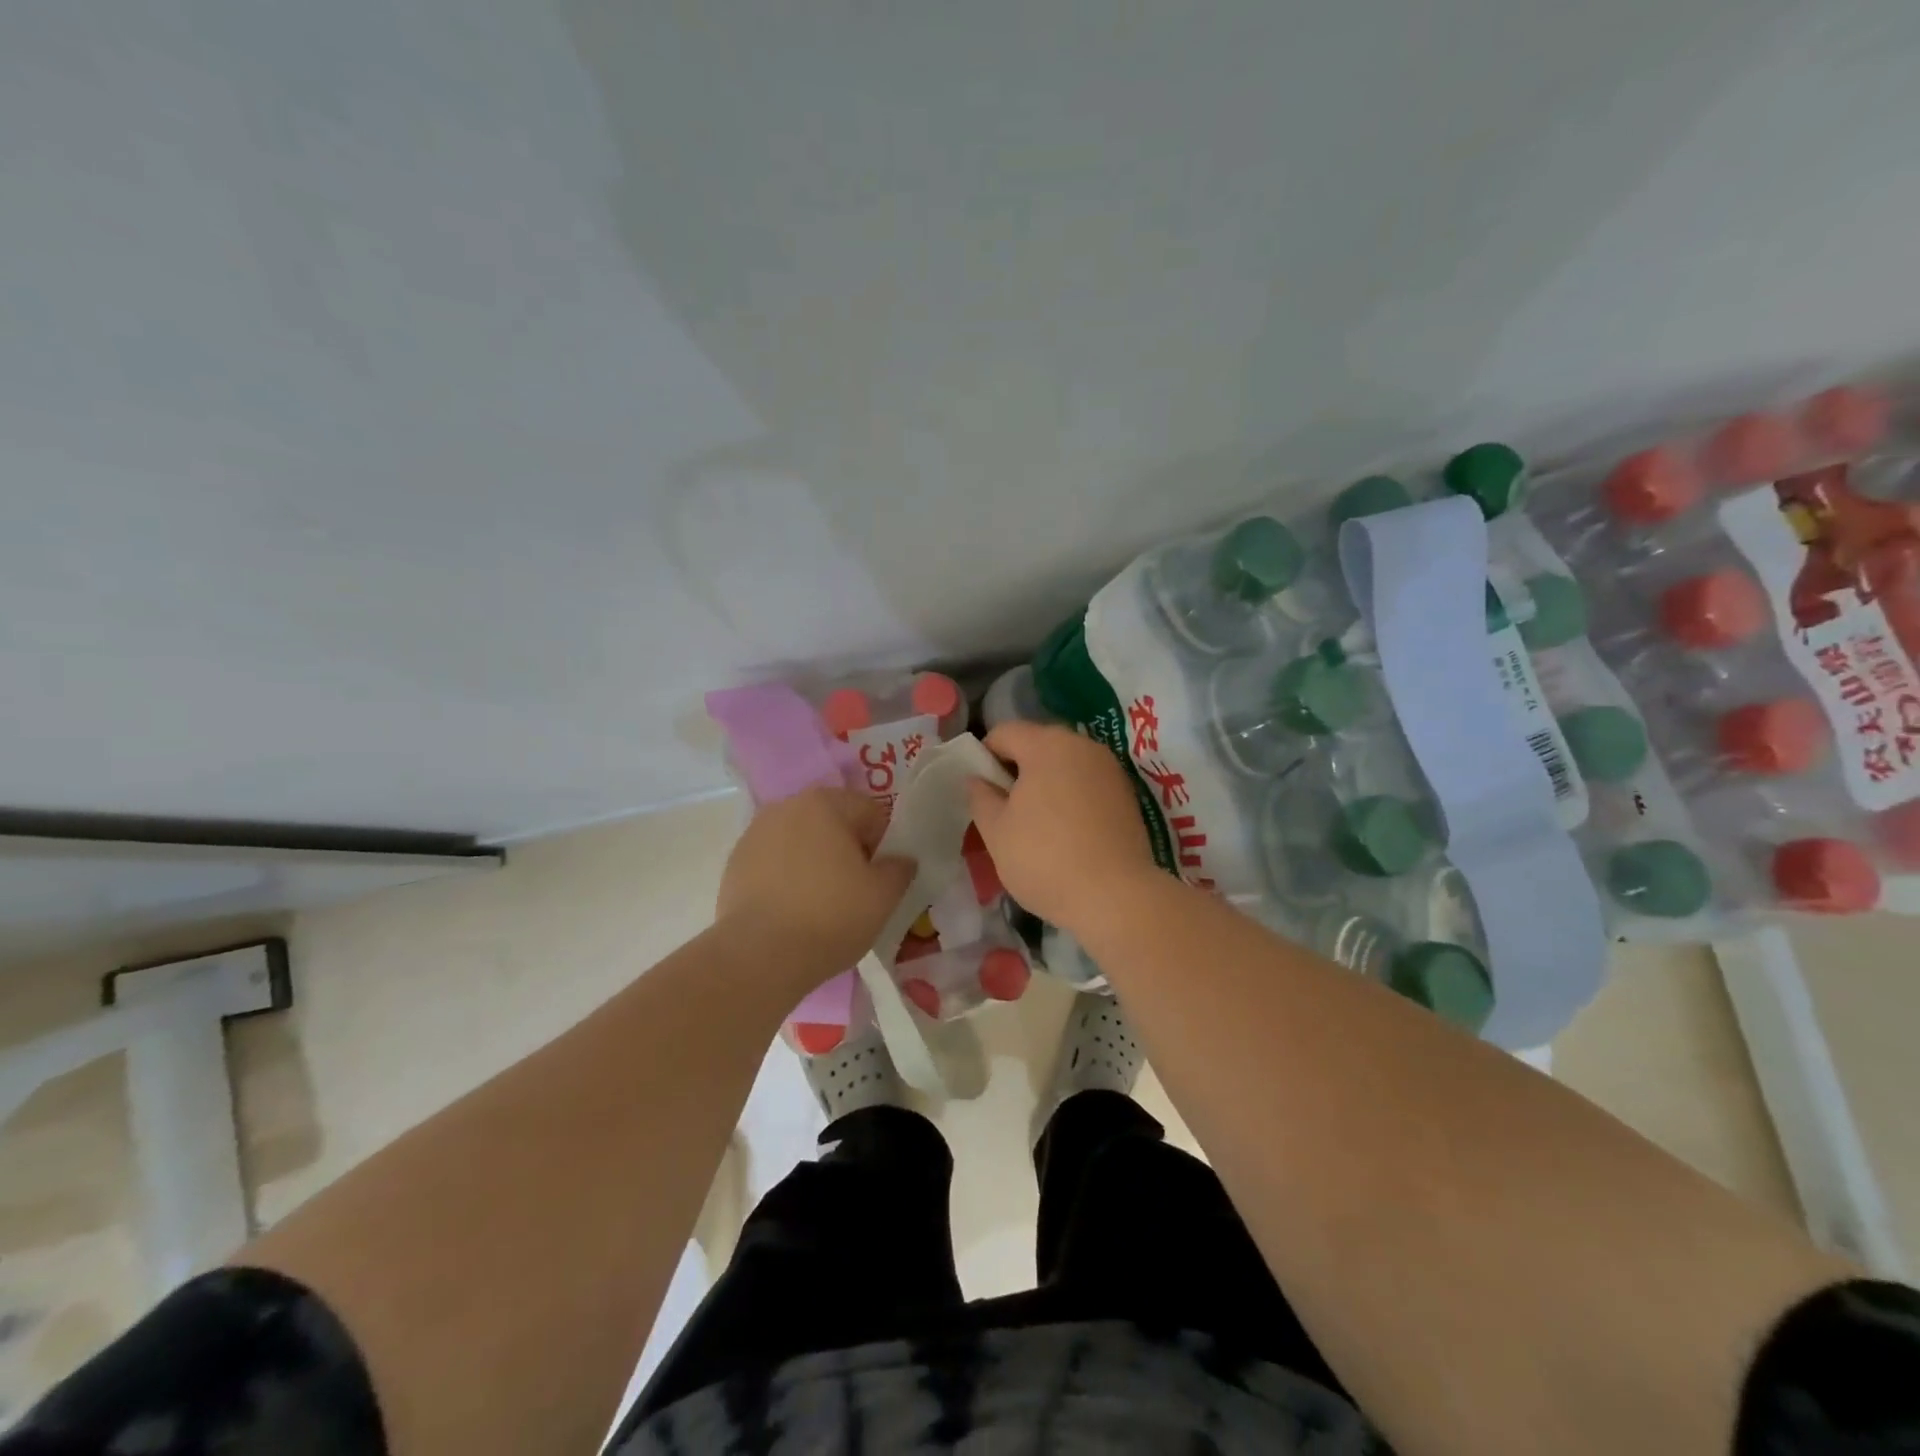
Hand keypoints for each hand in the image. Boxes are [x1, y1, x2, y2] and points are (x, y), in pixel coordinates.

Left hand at [717, 788, 916, 986]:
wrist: (759, 957)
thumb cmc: (830, 916)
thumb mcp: (884, 895)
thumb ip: (900, 868)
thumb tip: (900, 860)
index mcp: (825, 803)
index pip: (870, 813)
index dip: (883, 846)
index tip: (880, 879)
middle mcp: (786, 806)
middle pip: (833, 823)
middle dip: (847, 850)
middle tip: (855, 892)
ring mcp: (755, 833)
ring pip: (801, 841)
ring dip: (815, 861)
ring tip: (820, 904)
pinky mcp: (734, 863)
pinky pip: (774, 862)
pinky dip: (787, 877)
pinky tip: (791, 911)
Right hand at [966, 721, 1159, 930]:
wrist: (1116, 897)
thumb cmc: (1044, 859)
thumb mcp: (996, 831)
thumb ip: (981, 797)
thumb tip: (977, 779)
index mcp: (1046, 745)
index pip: (1004, 733)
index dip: (985, 757)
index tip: (981, 792)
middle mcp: (1082, 746)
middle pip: (1038, 744)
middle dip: (1017, 770)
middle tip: (1005, 809)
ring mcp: (1110, 769)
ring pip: (1065, 764)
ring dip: (1046, 783)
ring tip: (1036, 824)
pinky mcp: (1127, 794)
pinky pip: (1088, 783)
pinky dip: (1072, 797)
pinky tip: (1067, 832)